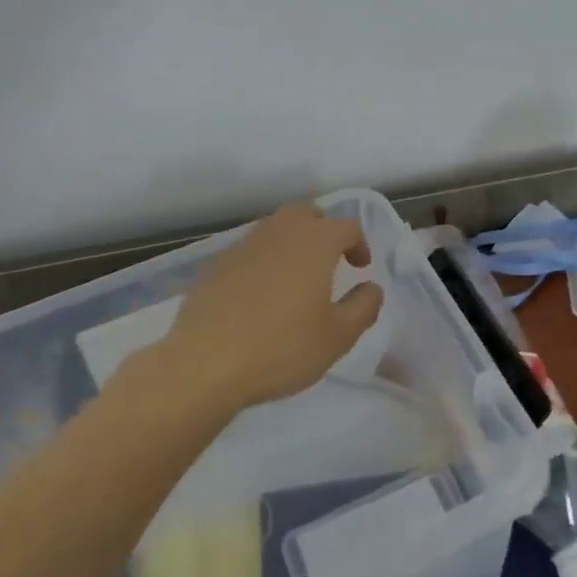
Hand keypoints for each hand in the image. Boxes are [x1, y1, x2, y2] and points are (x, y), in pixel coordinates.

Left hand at [158, 204, 384, 412]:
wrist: (204, 363)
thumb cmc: (281, 348)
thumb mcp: (337, 337)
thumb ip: (363, 307)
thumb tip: (371, 287)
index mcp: (314, 242)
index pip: (346, 226)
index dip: (359, 243)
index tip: (360, 268)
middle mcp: (279, 232)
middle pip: (306, 213)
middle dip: (323, 229)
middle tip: (330, 260)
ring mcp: (243, 246)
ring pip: (275, 228)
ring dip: (292, 242)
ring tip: (296, 277)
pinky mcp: (216, 265)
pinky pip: (249, 250)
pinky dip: (263, 261)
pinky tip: (260, 294)